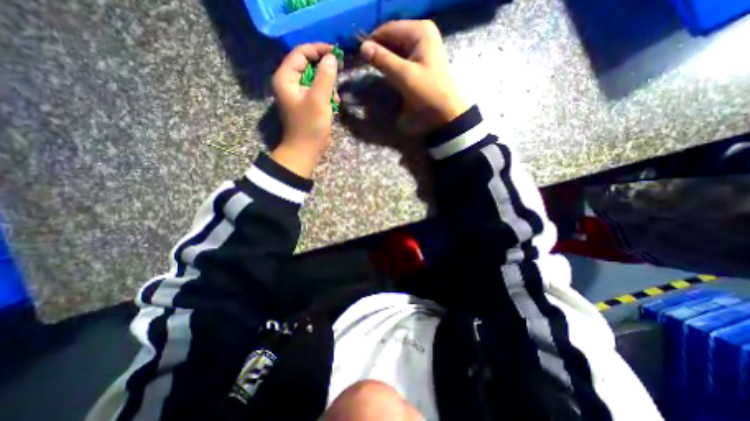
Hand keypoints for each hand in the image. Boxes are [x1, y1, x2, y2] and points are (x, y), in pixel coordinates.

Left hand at [271, 42, 337, 177]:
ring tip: (334, 98)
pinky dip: (326, 95)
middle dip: (324, 70)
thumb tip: (332, 58)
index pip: (300, 53)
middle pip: (307, 65)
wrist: (305, 150)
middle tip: (339, 74)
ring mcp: (296, 94)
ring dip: (327, 85)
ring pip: (314, 79)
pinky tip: (333, 105)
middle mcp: (288, 83)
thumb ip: (325, 76)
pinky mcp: (304, 104)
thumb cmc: (310, 126)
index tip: (336, 52)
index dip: (318, 50)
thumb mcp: (319, 99)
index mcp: (285, 78)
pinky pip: (316, 92)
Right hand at [358, 19, 466, 129]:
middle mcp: (422, 33)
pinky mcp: (422, 60)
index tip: (359, 56)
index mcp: (420, 31)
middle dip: (379, 50)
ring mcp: (423, 46)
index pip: (388, 29)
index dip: (373, 41)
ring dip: (385, 58)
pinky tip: (387, 72)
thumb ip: (383, 60)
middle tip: (366, 65)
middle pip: (393, 37)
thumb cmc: (428, 92)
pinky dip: (393, 64)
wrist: (446, 111)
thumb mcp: (404, 75)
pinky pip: (403, 57)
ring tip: (374, 69)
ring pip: (397, 48)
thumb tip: (362, 47)